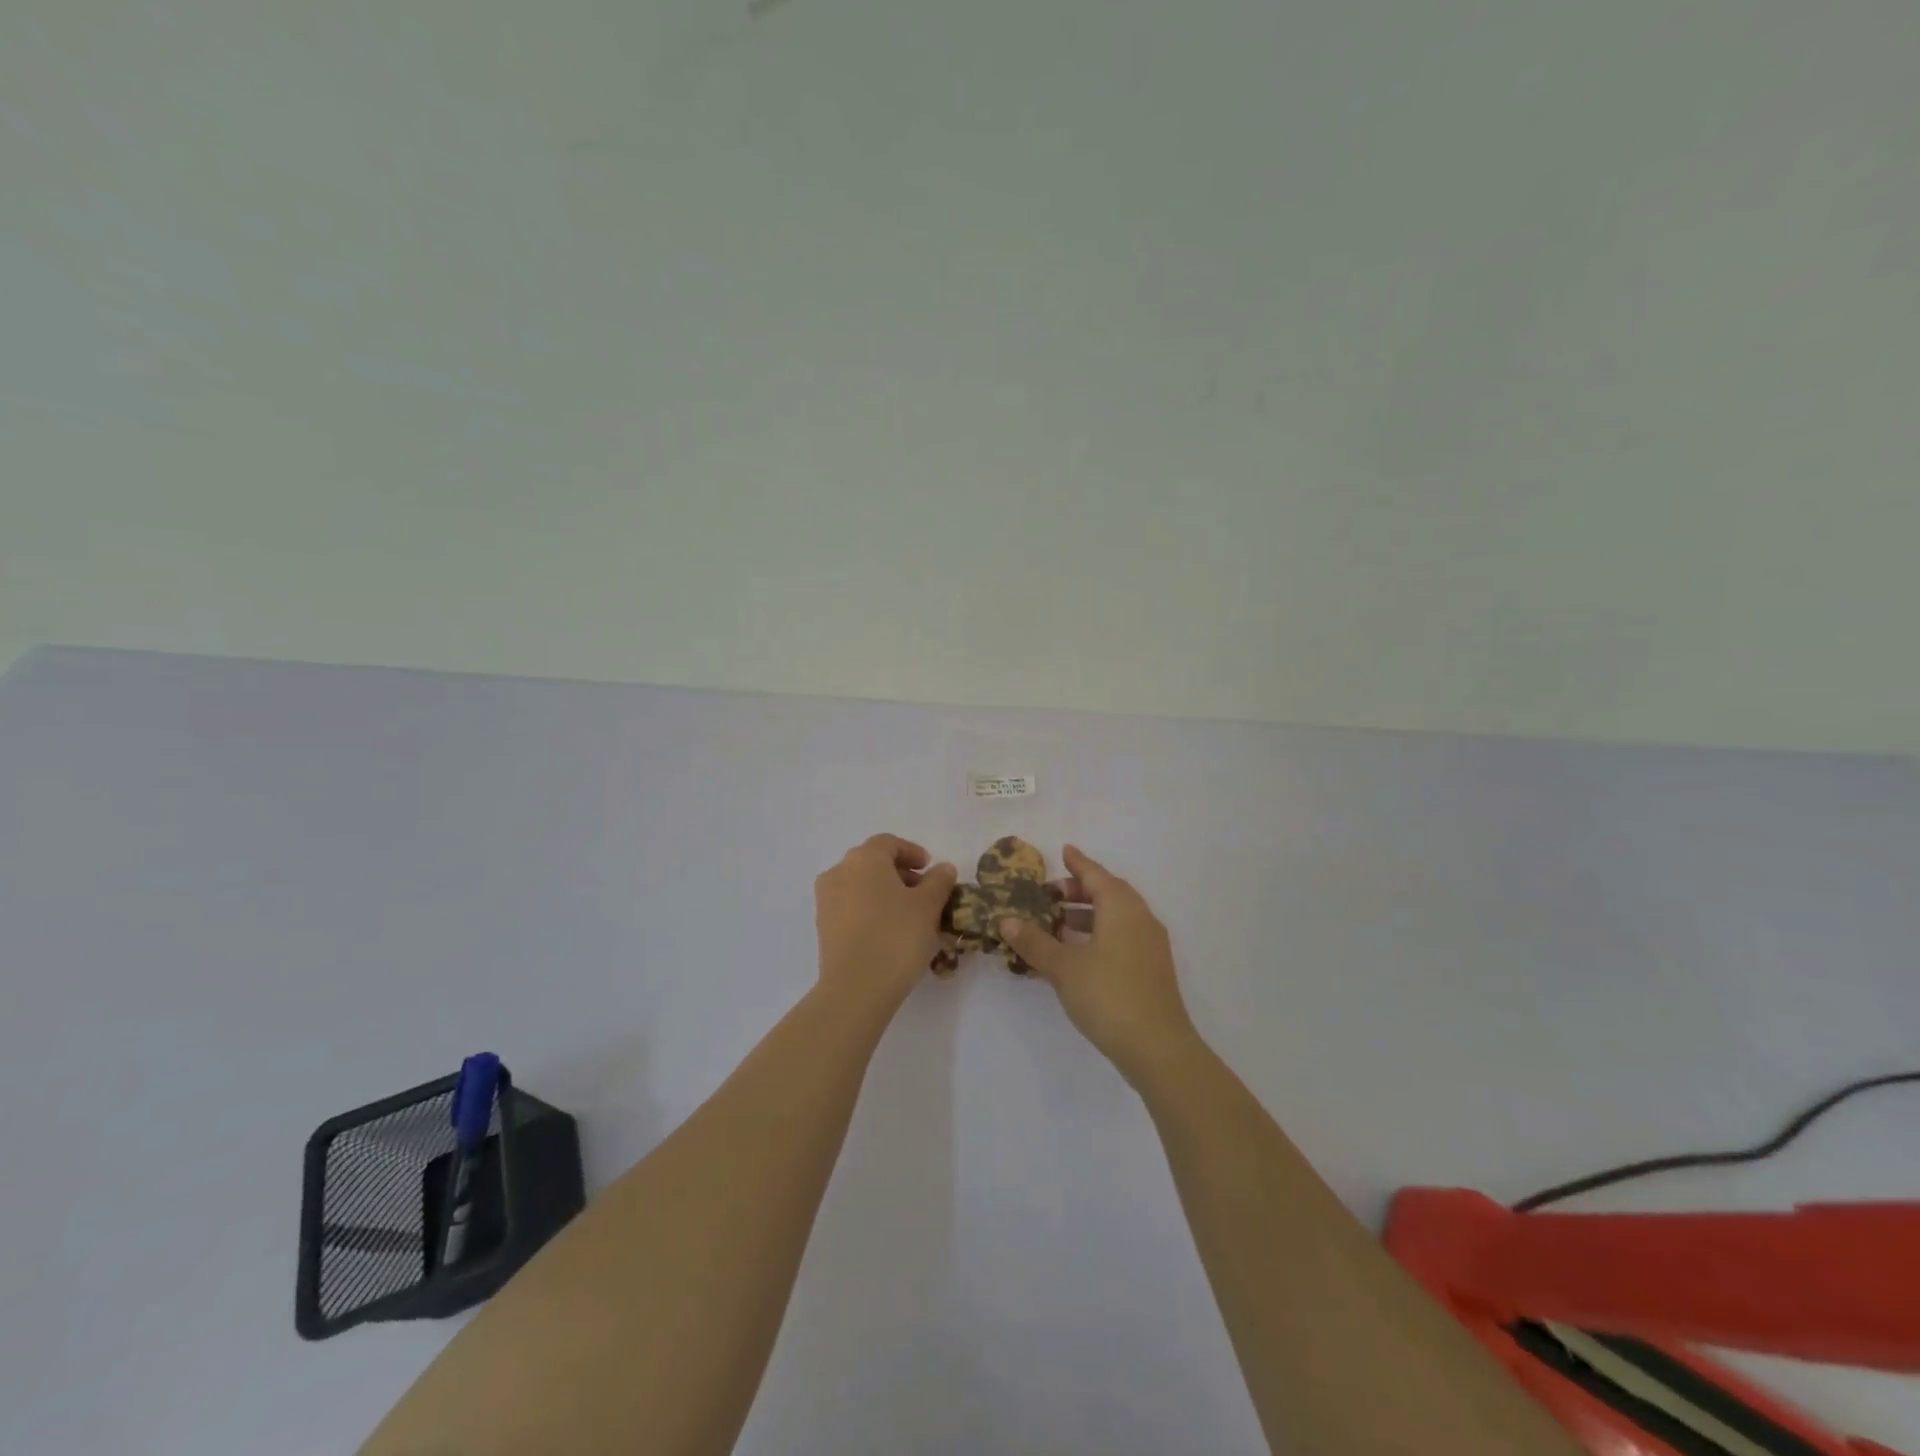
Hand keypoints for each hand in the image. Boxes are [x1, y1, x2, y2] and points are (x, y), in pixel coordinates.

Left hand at [815, 834, 957, 1012]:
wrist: (855, 988)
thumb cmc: (896, 937)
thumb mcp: (928, 906)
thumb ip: (938, 881)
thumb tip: (943, 868)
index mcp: (864, 858)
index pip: (889, 843)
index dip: (912, 852)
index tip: (930, 869)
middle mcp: (839, 871)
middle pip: (872, 862)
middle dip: (899, 873)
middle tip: (923, 893)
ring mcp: (826, 899)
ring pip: (859, 884)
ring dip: (883, 892)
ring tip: (907, 914)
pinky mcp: (822, 925)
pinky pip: (850, 906)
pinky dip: (869, 908)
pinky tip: (887, 930)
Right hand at [999, 846, 1199, 1084]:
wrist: (1157, 1047)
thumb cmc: (1107, 995)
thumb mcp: (1063, 967)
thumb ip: (1034, 941)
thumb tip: (1006, 920)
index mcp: (1121, 907)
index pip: (1096, 875)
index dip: (1078, 863)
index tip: (1064, 850)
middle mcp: (1141, 918)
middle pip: (1110, 893)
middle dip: (1081, 889)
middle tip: (1052, 893)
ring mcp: (1151, 944)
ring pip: (1118, 916)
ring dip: (1089, 914)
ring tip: (1059, 922)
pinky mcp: (1153, 968)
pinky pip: (1123, 936)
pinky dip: (1100, 933)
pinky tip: (1080, 952)